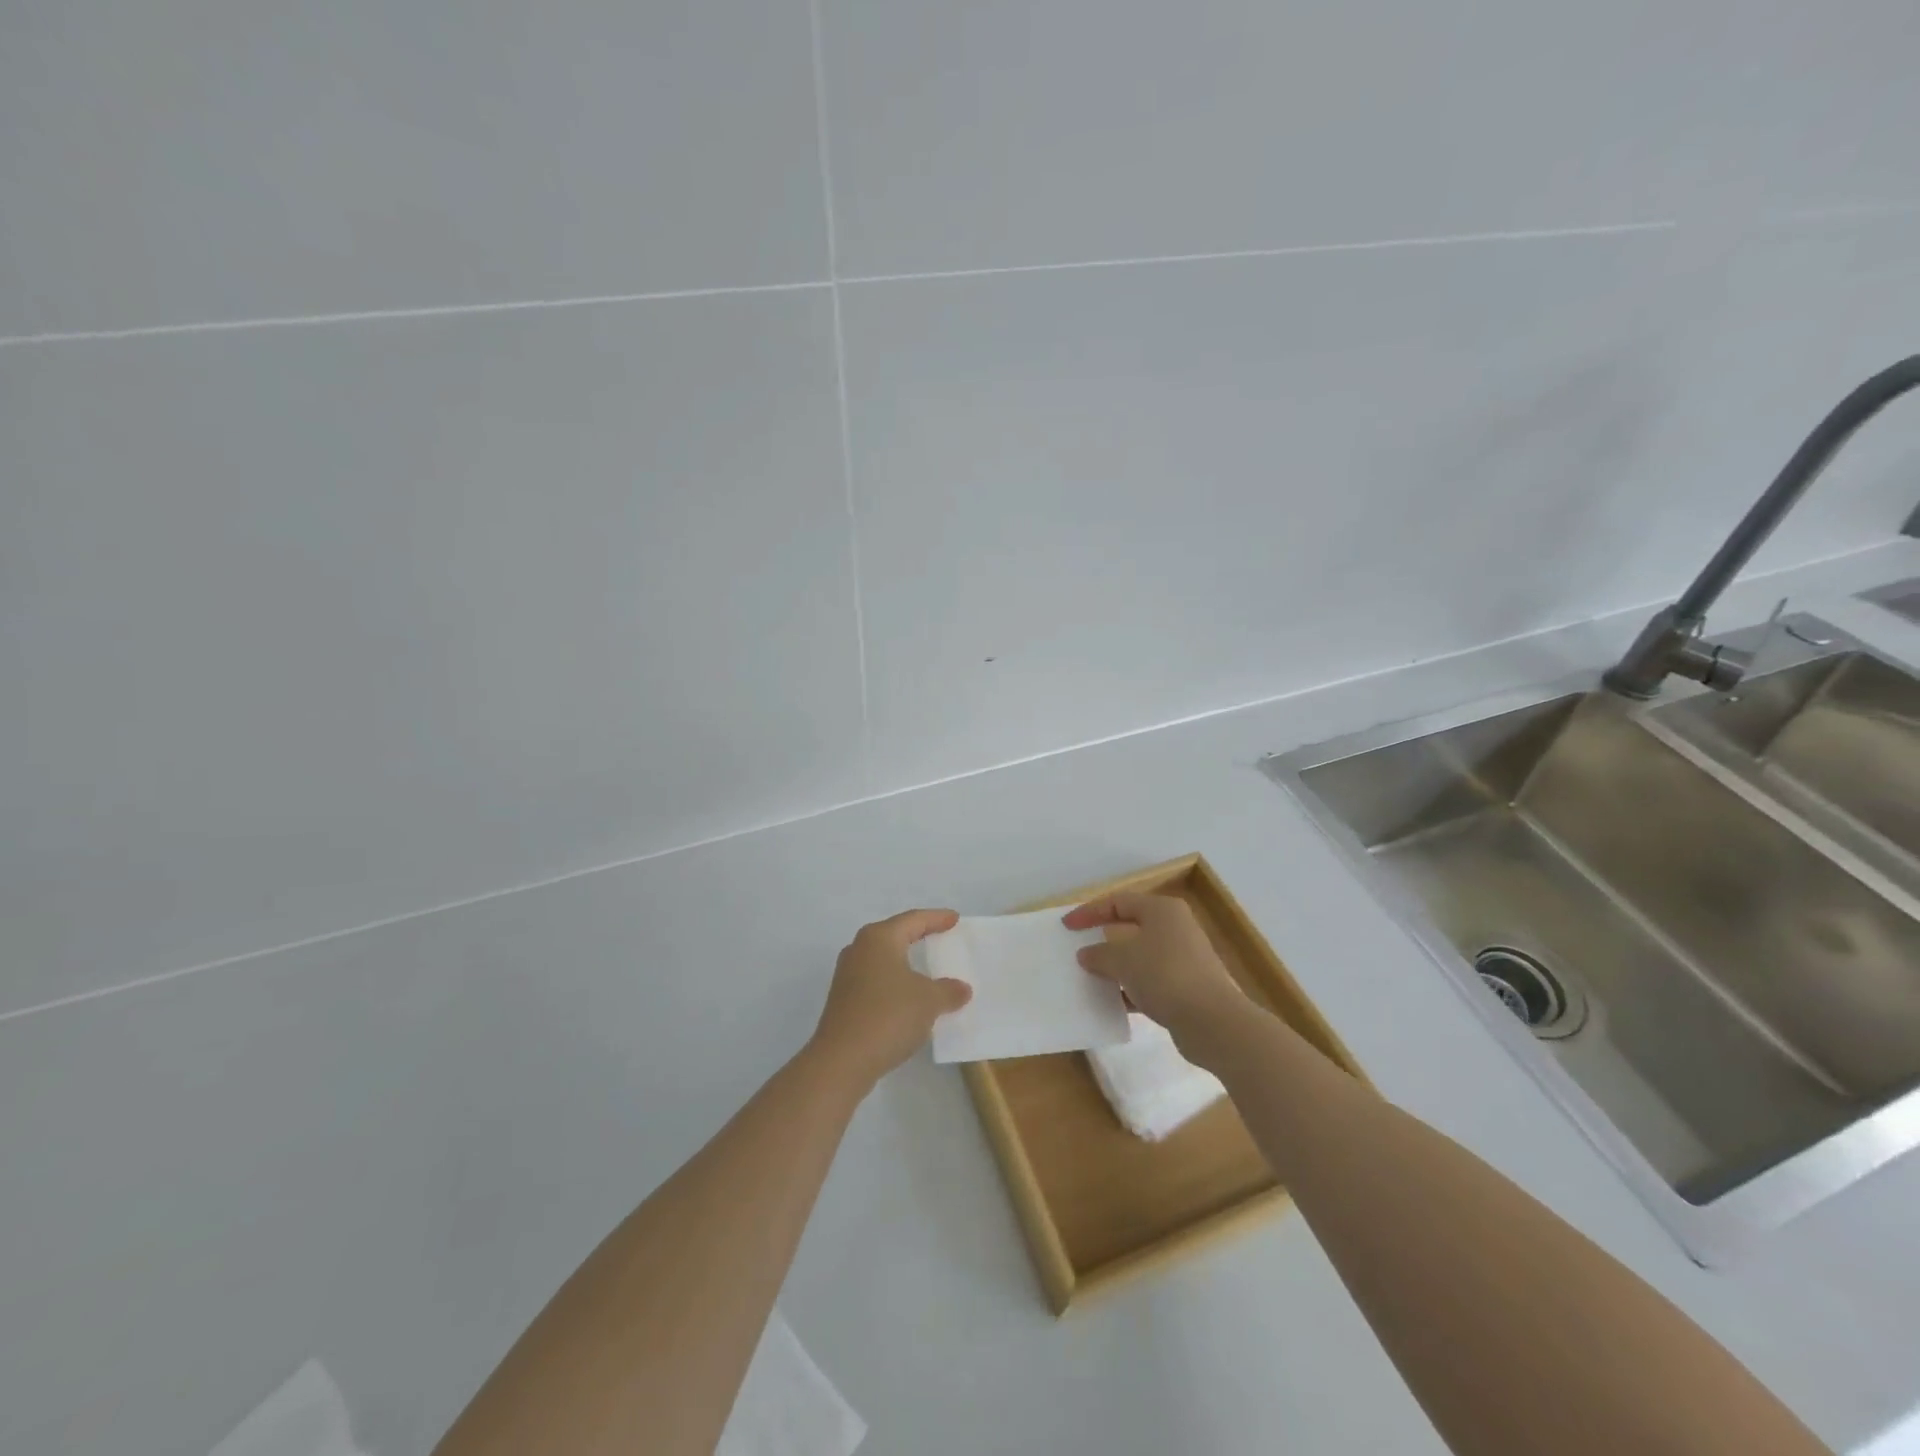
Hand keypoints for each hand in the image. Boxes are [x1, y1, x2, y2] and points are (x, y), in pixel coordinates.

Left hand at [810, 909, 971, 1086]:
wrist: (842, 1061)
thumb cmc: (889, 1016)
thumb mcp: (928, 1001)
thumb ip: (948, 991)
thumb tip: (961, 989)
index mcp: (879, 938)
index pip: (913, 919)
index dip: (936, 918)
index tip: (954, 919)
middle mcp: (859, 949)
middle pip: (895, 935)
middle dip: (918, 936)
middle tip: (941, 936)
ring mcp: (848, 976)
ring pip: (884, 960)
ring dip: (905, 963)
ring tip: (927, 968)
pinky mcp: (844, 1000)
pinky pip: (876, 981)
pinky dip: (895, 983)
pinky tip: (909, 997)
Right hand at [1062, 893, 1248, 1050]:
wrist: (1213, 1021)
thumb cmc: (1164, 975)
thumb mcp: (1122, 960)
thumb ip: (1099, 954)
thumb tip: (1087, 954)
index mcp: (1162, 910)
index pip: (1118, 902)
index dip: (1089, 912)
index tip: (1066, 927)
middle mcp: (1175, 928)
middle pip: (1130, 927)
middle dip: (1102, 940)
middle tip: (1078, 949)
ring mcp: (1183, 959)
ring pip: (1140, 957)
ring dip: (1116, 967)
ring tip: (1090, 978)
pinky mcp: (1186, 987)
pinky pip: (1150, 982)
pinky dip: (1131, 989)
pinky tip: (1113, 1003)